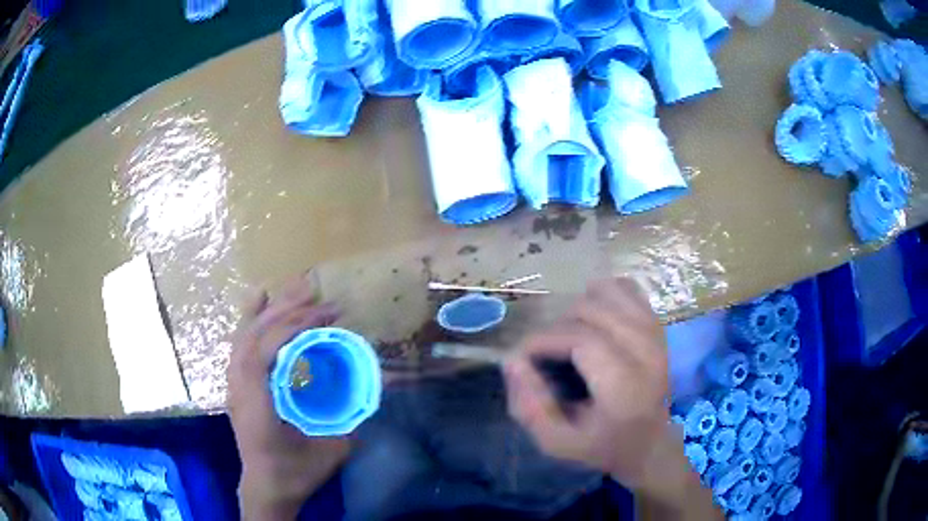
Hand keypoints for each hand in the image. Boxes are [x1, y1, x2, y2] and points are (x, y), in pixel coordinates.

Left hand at [227, 277, 348, 520]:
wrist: (266, 488)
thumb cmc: (294, 473)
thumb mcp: (329, 452)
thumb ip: (351, 421)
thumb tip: (374, 389)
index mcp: (256, 405)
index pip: (263, 353)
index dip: (292, 329)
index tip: (325, 318)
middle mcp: (239, 388)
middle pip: (254, 337)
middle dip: (286, 312)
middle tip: (319, 296)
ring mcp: (234, 384)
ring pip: (246, 335)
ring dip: (272, 309)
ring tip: (297, 288)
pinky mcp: (238, 383)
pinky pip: (242, 342)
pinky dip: (252, 318)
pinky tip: (261, 300)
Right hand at [503, 278, 669, 487]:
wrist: (650, 442)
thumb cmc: (602, 445)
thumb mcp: (557, 443)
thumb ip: (530, 407)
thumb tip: (512, 360)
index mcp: (626, 386)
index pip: (580, 339)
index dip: (543, 340)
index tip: (524, 356)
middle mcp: (646, 351)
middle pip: (591, 311)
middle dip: (556, 328)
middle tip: (546, 355)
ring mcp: (656, 332)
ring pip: (607, 292)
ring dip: (577, 310)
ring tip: (569, 337)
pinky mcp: (657, 324)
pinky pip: (626, 287)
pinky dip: (603, 295)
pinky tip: (594, 320)